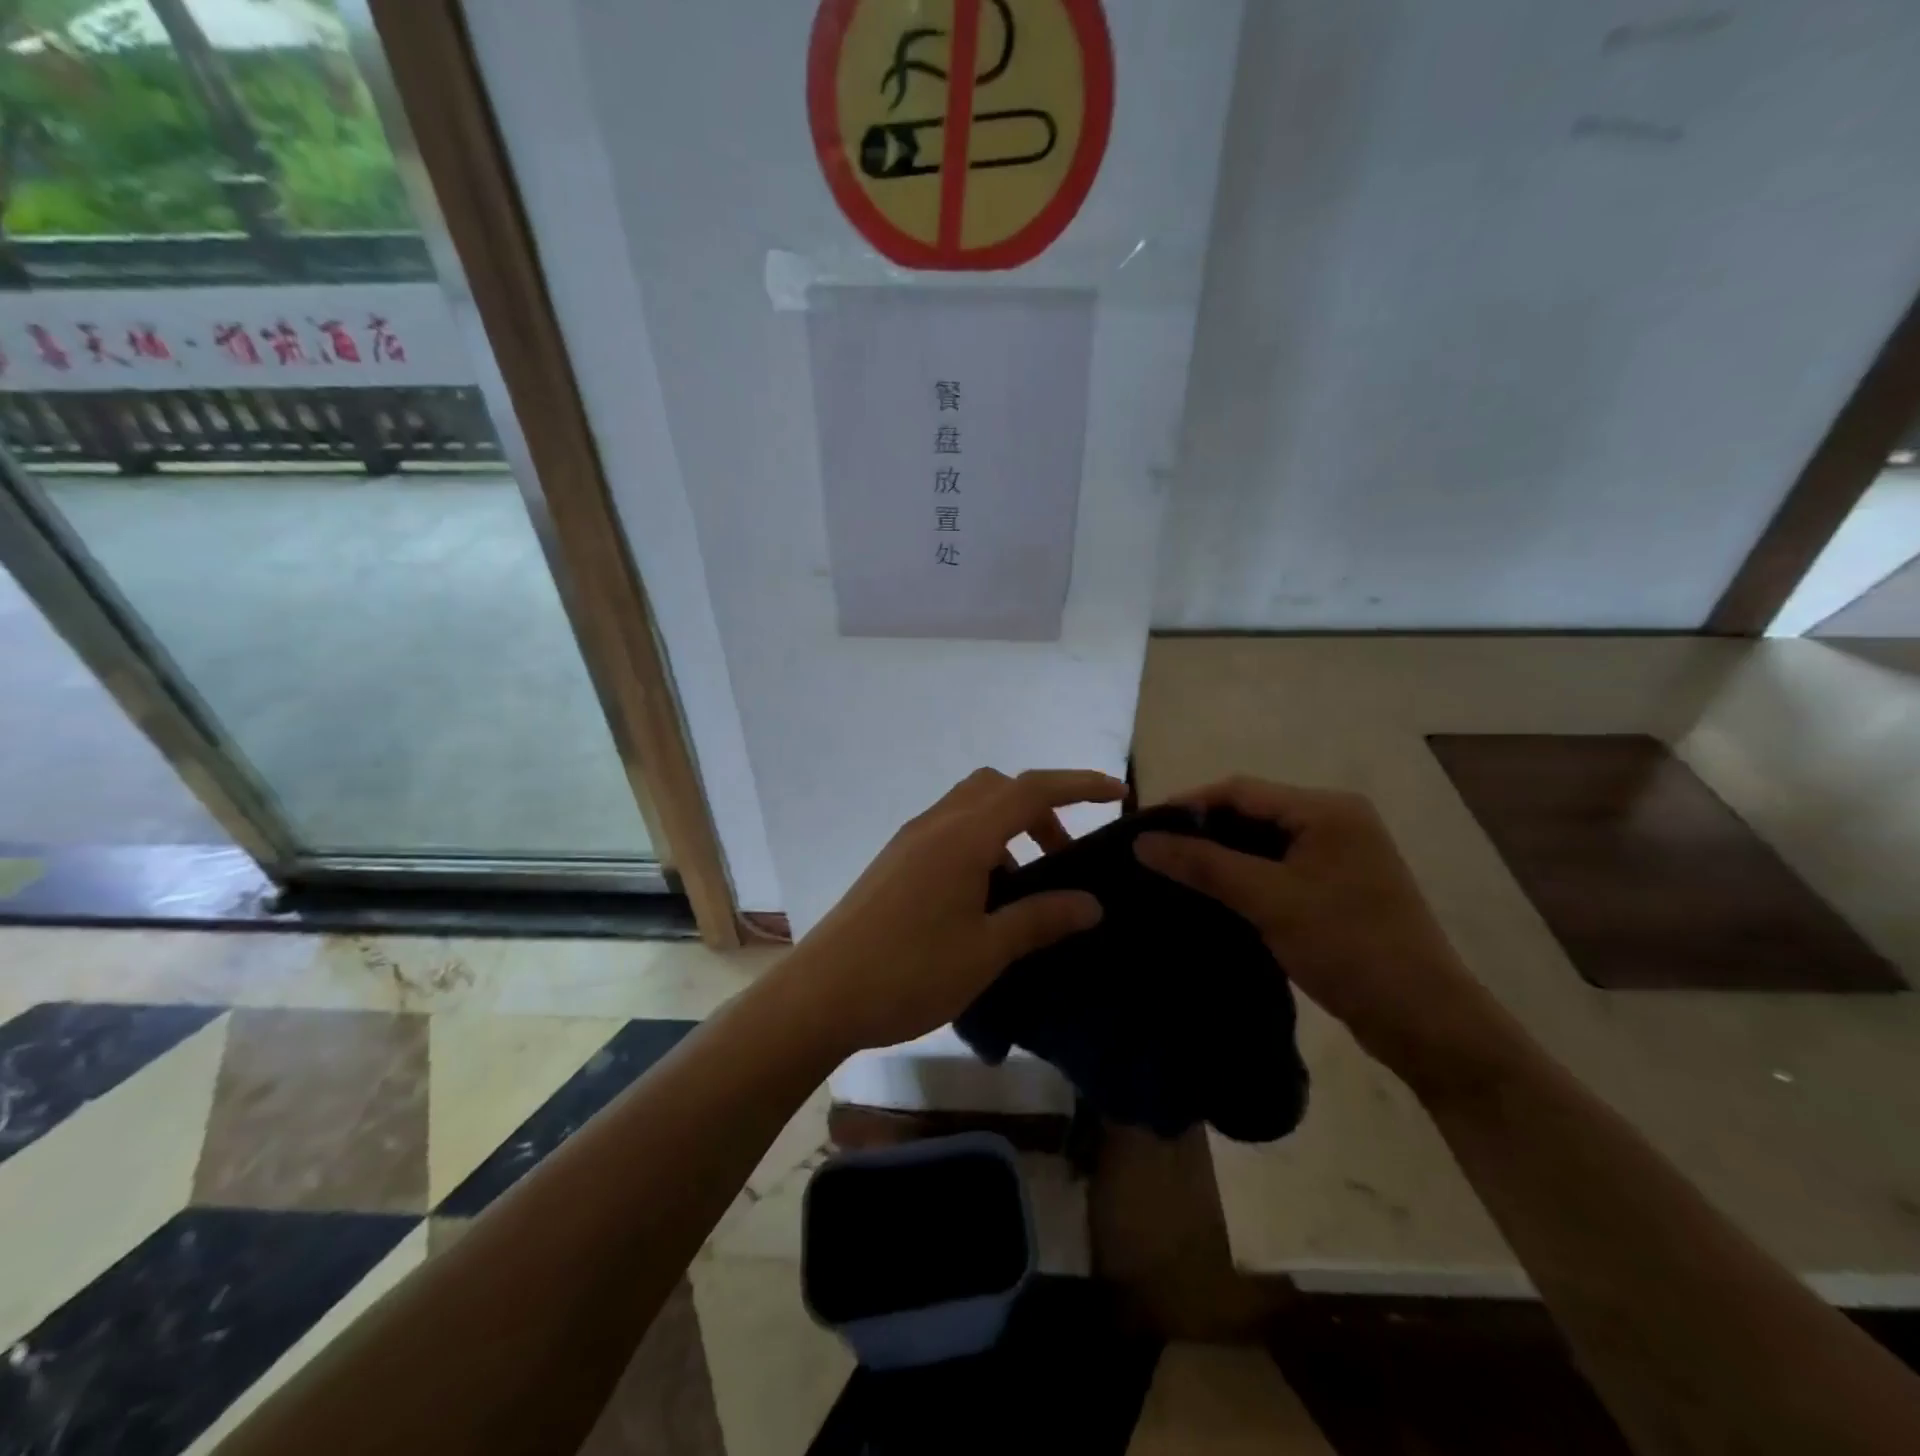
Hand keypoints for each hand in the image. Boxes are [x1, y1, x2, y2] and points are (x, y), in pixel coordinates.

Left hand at [792, 768, 1125, 1054]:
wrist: (821, 994)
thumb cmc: (909, 971)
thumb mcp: (987, 951)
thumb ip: (1040, 918)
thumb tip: (1091, 904)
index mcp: (963, 836)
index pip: (1032, 789)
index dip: (1079, 785)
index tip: (1118, 794)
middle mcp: (936, 824)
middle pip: (999, 788)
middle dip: (1041, 809)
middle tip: (1064, 858)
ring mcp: (910, 840)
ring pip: (971, 807)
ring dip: (1008, 828)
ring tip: (1026, 886)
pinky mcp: (895, 861)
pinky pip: (950, 831)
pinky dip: (981, 844)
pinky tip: (983, 899)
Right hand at [1135, 777, 1509, 1089]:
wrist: (1424, 1020)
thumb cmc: (1347, 946)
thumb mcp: (1269, 900)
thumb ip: (1204, 865)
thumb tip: (1142, 842)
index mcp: (1327, 809)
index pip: (1240, 790)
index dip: (1188, 805)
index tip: (1143, 829)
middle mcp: (1335, 820)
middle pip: (1251, 812)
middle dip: (1202, 829)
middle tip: (1153, 852)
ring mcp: (1339, 854)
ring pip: (1262, 841)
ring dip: (1220, 854)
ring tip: (1173, 871)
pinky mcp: (1337, 886)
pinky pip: (1278, 866)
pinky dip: (1244, 874)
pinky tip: (1212, 892)